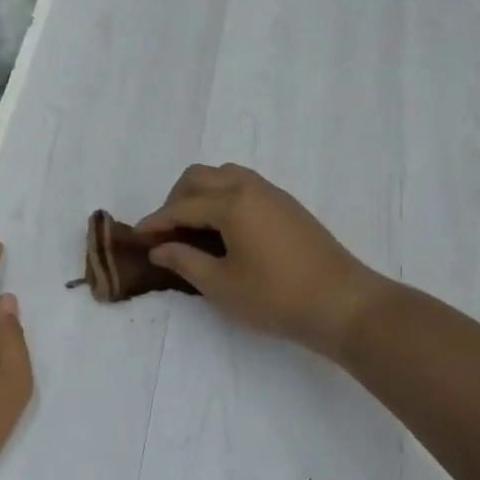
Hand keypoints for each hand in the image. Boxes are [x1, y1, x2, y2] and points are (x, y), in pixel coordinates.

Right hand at [137, 164, 384, 361]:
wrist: (343, 303)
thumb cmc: (276, 297)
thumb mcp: (221, 285)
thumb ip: (185, 261)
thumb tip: (159, 248)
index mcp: (230, 203)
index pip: (180, 207)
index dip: (155, 223)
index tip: (136, 238)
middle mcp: (249, 188)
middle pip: (199, 177)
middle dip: (175, 200)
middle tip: (166, 233)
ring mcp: (272, 194)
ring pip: (224, 176)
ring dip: (200, 194)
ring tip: (192, 228)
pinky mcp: (287, 206)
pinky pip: (244, 186)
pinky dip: (223, 197)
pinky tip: (223, 229)